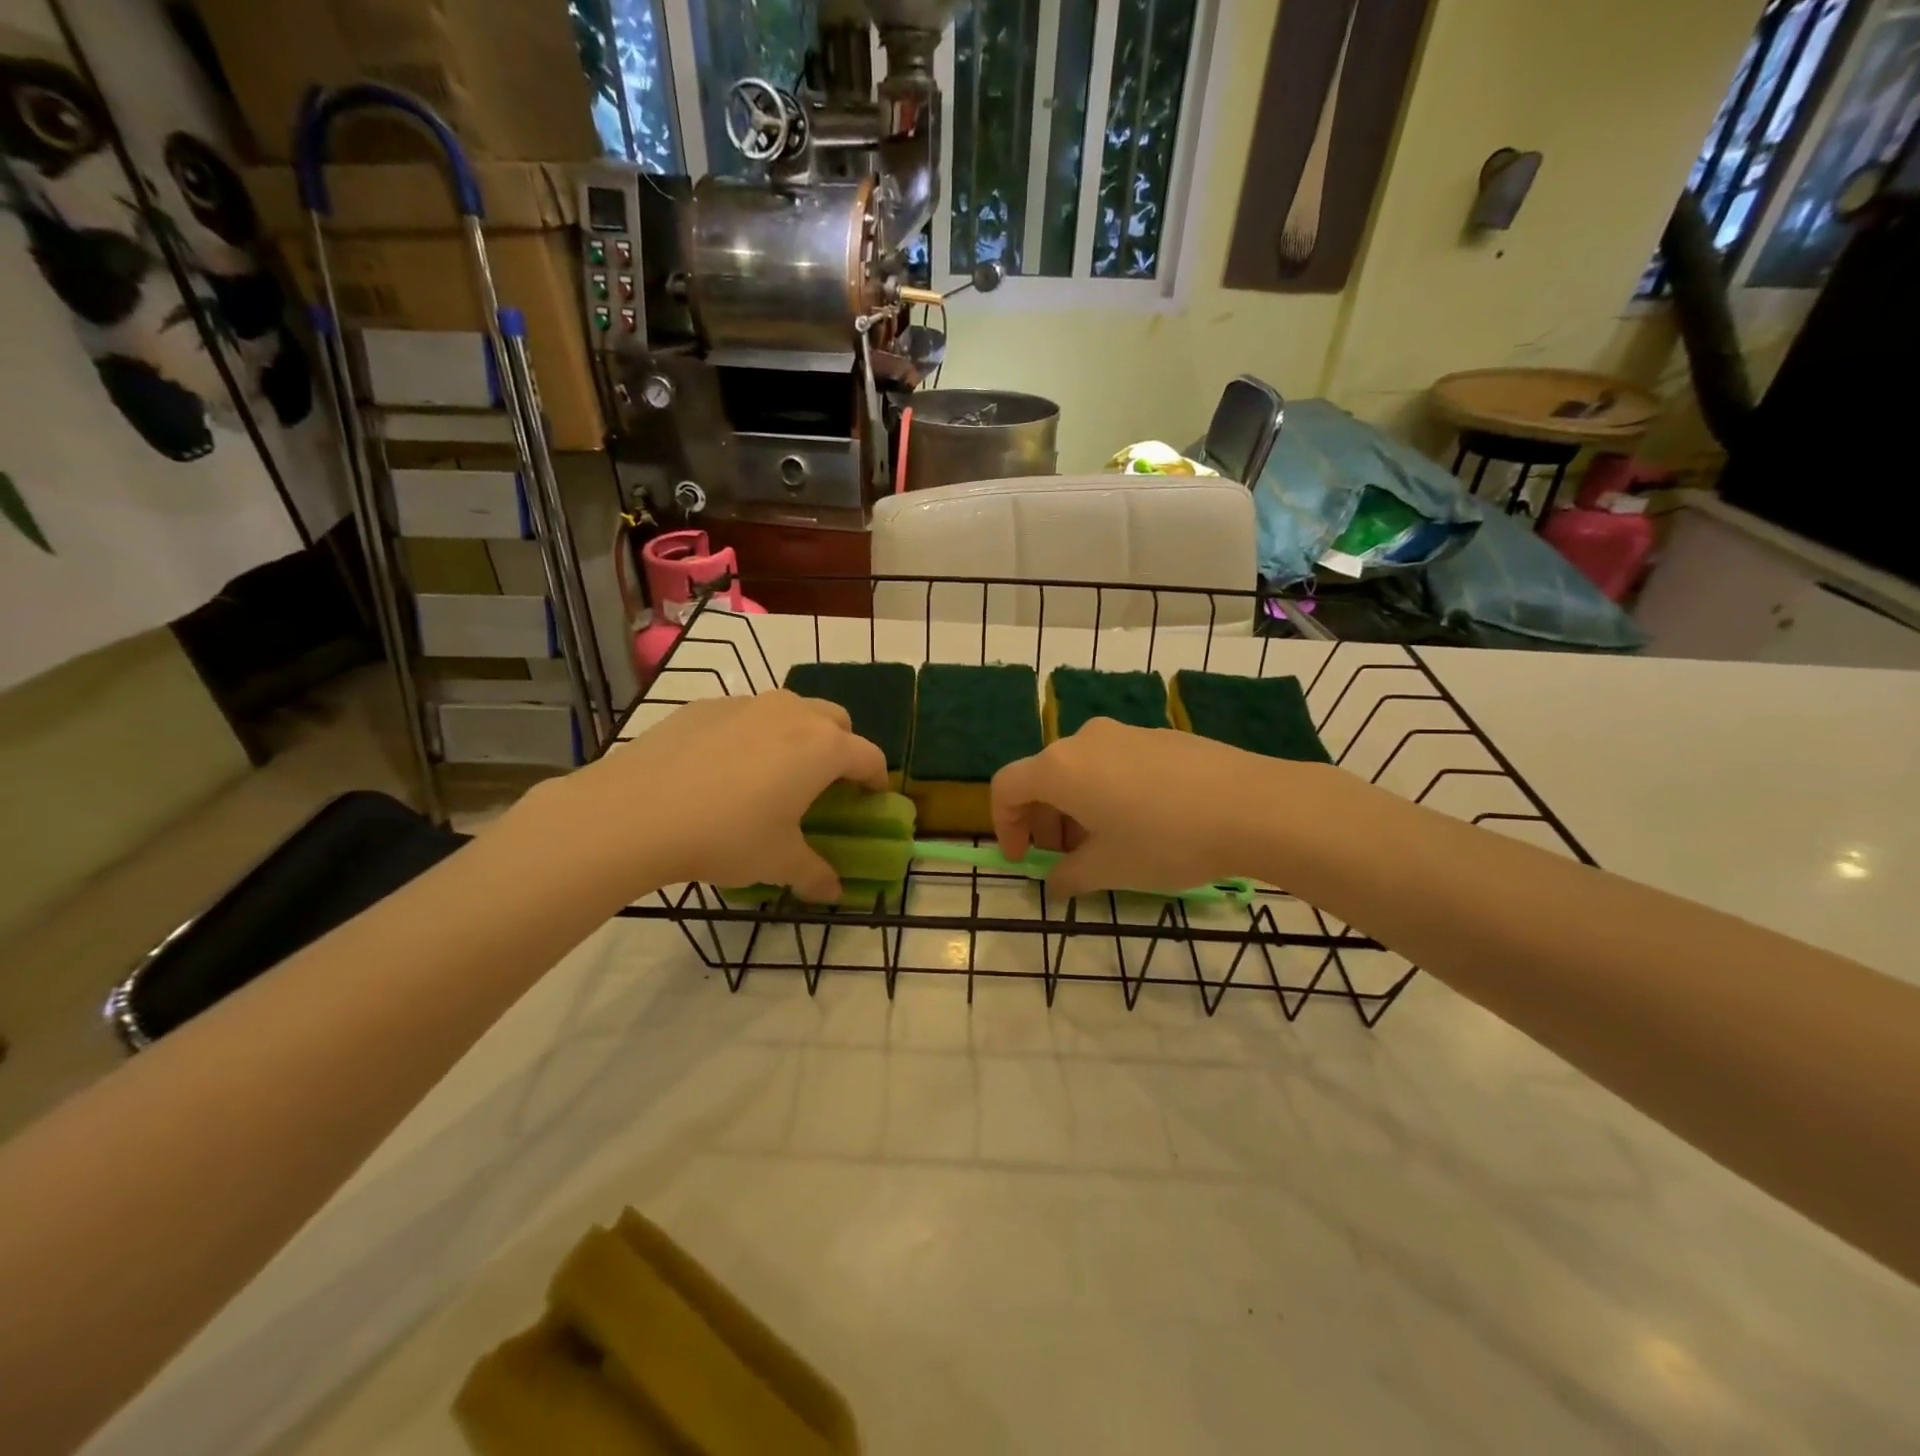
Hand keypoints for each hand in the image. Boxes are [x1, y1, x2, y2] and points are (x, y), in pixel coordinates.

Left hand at [535, 691, 887, 901]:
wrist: (636, 812)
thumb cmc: (726, 836)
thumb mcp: (777, 862)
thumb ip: (814, 874)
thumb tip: (834, 893)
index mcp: (823, 748)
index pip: (869, 756)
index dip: (875, 780)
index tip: (870, 799)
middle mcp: (793, 714)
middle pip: (836, 720)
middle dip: (841, 747)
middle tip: (824, 783)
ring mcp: (747, 704)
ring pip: (790, 710)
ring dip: (796, 735)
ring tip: (772, 773)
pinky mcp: (706, 705)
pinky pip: (745, 715)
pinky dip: (750, 734)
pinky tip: (722, 769)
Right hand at [990, 719, 1293, 897]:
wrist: (1253, 806)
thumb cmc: (1166, 840)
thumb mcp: (1110, 869)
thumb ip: (1069, 876)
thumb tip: (1056, 881)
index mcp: (1060, 768)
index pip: (1006, 787)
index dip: (1004, 825)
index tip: (1024, 859)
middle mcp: (1084, 740)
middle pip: (1043, 777)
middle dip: (1044, 822)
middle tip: (1066, 860)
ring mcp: (1124, 733)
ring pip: (1081, 771)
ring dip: (1076, 809)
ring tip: (1107, 846)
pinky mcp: (1159, 736)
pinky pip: (1114, 764)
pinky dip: (1108, 793)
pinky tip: (1144, 823)